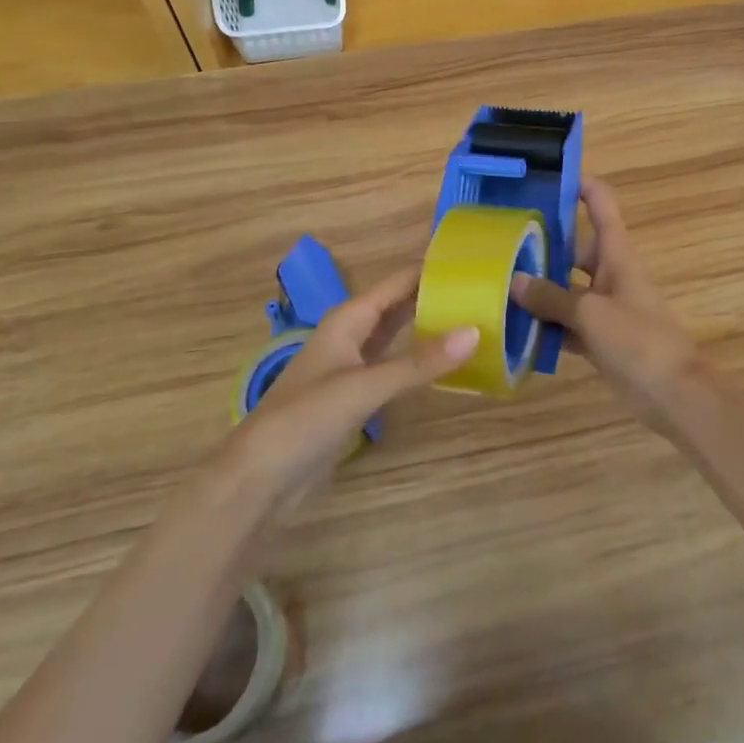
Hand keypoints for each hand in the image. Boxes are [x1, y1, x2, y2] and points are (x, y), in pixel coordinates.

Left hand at [232, 266, 476, 504]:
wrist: (259, 477)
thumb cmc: (306, 418)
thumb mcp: (365, 387)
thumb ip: (420, 362)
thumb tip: (475, 331)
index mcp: (348, 319)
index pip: (399, 282)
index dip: (433, 271)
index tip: (475, 265)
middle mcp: (351, 335)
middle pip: (399, 306)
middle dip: (435, 298)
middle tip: (484, 294)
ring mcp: (352, 366)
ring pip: (397, 336)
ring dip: (428, 328)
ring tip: (474, 321)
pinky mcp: (354, 395)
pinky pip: (394, 366)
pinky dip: (418, 361)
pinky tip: (444, 365)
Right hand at [510, 176, 702, 426]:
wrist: (673, 392)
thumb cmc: (638, 339)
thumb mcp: (591, 313)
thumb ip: (552, 297)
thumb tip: (515, 281)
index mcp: (617, 256)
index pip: (601, 206)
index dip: (582, 185)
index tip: (549, 175)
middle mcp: (610, 275)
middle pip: (574, 250)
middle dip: (544, 245)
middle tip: (502, 240)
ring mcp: (605, 307)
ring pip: (566, 289)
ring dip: (540, 290)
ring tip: (498, 283)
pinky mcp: (599, 338)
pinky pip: (567, 324)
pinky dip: (546, 326)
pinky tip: (516, 329)